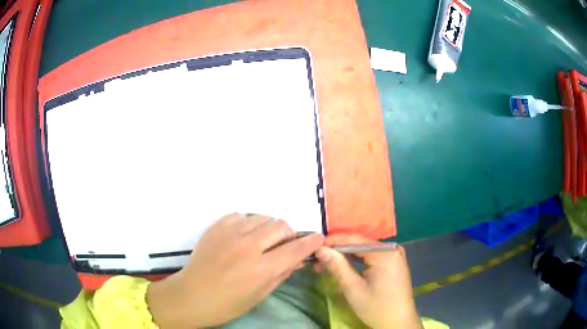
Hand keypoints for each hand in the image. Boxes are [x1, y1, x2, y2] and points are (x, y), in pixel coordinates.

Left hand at [147, 213, 322, 327]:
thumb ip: (281, 274)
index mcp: (260, 269)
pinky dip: (248, 224)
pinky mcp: (216, 227)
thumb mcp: (260, 295)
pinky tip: (242, 237)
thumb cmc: (227, 304)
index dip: (311, 242)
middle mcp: (247, 247)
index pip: (295, 249)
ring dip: (269, 229)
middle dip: (289, 235)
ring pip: (262, 217)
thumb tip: (298, 259)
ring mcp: (230, 234)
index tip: (318, 239)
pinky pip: (241, 215)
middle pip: (280, 226)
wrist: (192, 295)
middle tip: (283, 246)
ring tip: (262, 241)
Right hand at [315, 234, 420, 328]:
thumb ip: (337, 267)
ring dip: (346, 256)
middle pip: (360, 243)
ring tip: (326, 264)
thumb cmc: (377, 308)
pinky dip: (357, 261)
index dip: (333, 242)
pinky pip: (372, 256)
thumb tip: (321, 249)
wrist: (398, 323)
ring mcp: (394, 255)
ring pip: (365, 250)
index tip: (314, 247)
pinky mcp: (393, 263)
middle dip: (338, 251)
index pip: (354, 239)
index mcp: (385, 253)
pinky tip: (344, 266)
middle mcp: (391, 249)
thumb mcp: (354, 289)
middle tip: (317, 259)